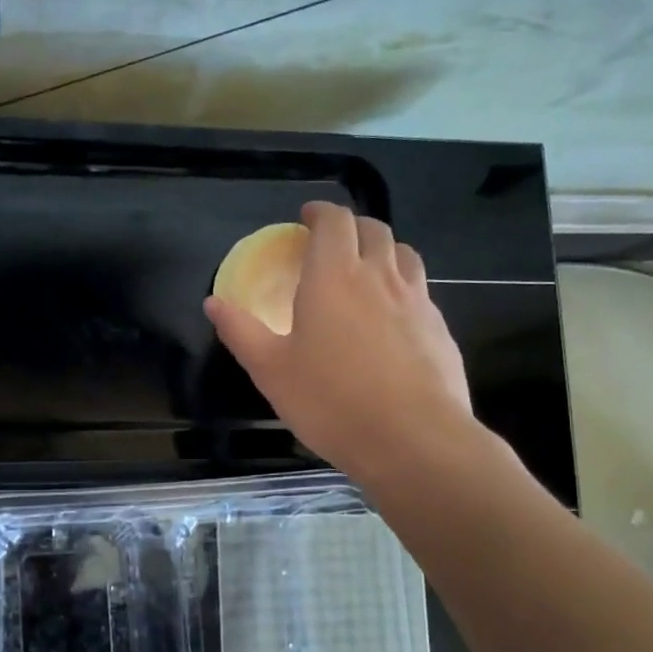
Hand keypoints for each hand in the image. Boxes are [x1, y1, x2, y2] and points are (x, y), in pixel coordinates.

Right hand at [206, 202, 478, 483]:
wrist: (412, 439)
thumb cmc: (330, 401)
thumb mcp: (270, 370)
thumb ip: (240, 331)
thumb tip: (213, 303)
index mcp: (334, 276)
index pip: (334, 221)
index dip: (320, 212)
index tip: (307, 217)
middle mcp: (380, 277)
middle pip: (373, 229)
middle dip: (351, 226)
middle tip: (332, 243)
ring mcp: (417, 301)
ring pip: (404, 255)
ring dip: (382, 250)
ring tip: (366, 270)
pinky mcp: (439, 328)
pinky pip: (420, 290)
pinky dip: (403, 287)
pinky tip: (392, 318)